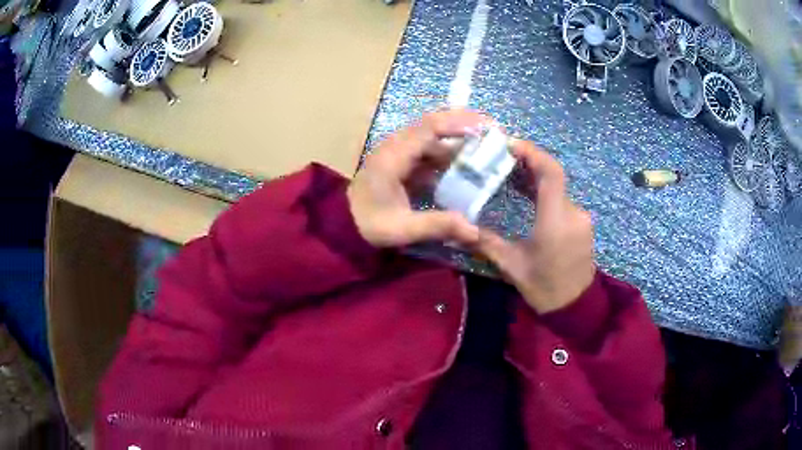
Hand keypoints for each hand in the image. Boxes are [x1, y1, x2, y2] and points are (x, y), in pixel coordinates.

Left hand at [347, 110, 487, 247]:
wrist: (342, 224)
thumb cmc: (368, 224)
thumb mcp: (401, 229)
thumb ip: (437, 226)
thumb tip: (474, 232)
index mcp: (393, 156)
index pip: (428, 128)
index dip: (458, 123)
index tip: (485, 126)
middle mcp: (395, 147)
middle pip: (432, 126)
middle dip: (463, 126)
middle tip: (492, 132)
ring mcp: (397, 153)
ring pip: (431, 138)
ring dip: (457, 141)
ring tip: (484, 149)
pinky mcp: (400, 161)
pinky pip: (427, 151)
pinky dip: (447, 155)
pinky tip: (463, 167)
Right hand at [476, 140, 595, 313]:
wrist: (576, 308)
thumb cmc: (544, 288)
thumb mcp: (512, 266)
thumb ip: (486, 243)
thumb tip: (458, 231)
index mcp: (556, 220)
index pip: (550, 172)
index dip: (531, 153)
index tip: (509, 144)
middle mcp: (573, 212)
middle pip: (553, 176)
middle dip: (528, 163)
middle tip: (502, 159)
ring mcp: (581, 218)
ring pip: (558, 188)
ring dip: (536, 178)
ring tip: (510, 174)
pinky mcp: (582, 224)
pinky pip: (563, 200)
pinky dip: (545, 192)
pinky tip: (529, 196)